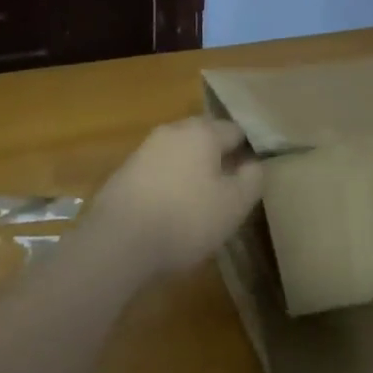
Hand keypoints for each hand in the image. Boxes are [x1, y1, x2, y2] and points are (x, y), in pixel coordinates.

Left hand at [87, 118, 264, 278]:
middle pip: (204, 137)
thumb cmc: (185, 219)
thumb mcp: (234, 205)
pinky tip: (170, 209)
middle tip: (229, 187)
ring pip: (179, 152)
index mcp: (202, 132)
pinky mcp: (124, 172)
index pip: (235, 130)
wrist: (117, 241)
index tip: (252, 176)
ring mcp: (144, 149)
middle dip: (218, 156)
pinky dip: (169, 183)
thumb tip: (254, 164)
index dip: (247, 151)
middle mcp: (172, 131)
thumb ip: (252, 180)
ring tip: (200, 201)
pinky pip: (158, 170)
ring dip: (192, 170)